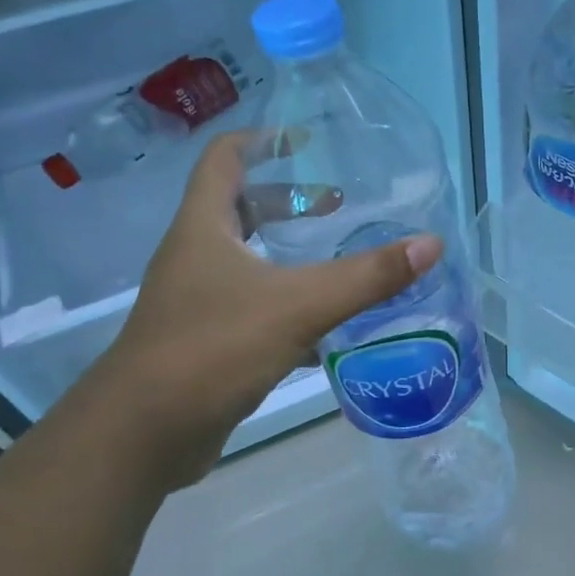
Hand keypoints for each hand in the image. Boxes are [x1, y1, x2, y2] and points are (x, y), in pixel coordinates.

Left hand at [80, 131, 441, 492]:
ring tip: (339, 258)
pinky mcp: (207, 343)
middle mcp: (195, 257)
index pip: (224, 159)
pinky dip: (289, 305)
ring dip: (290, 254)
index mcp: (203, 228)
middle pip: (239, 209)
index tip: (307, 140)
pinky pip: (254, 308)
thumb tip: (431, 244)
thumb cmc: (213, 349)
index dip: (263, 140)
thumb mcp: (299, 305)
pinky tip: (326, 327)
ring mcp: (198, 302)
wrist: (143, 435)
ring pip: (248, 261)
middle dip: (288, 201)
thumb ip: (367, 276)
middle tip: (338, 206)